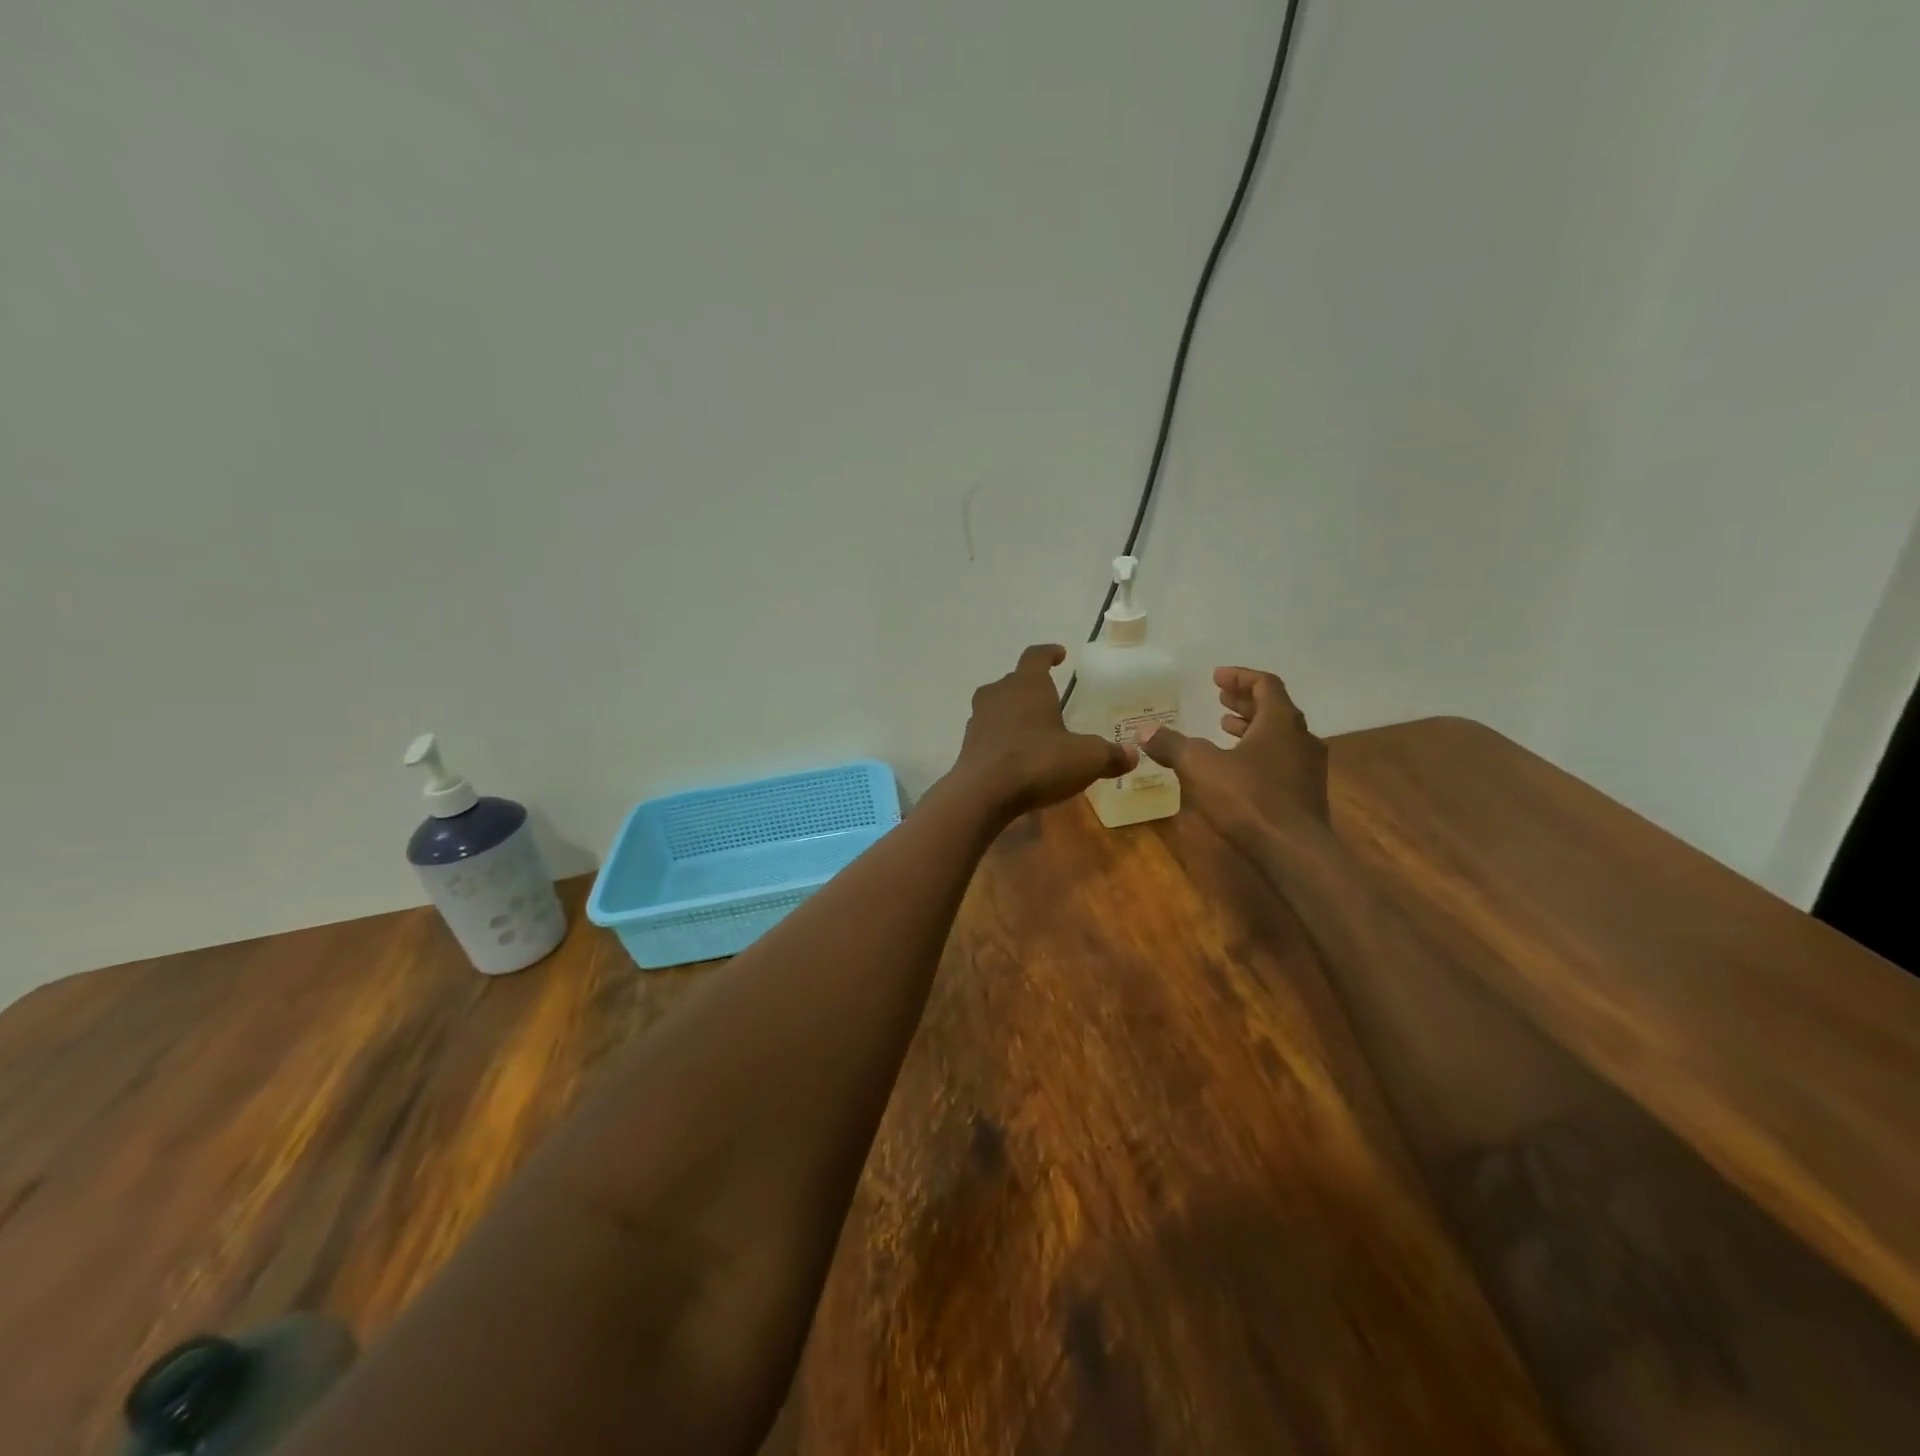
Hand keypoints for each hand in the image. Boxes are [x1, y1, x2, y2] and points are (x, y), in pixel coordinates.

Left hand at [954, 645, 1135, 817]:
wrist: (983, 794)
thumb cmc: (1038, 762)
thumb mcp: (1086, 759)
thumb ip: (1110, 755)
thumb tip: (1133, 754)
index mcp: (1027, 684)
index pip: (1036, 656)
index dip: (1049, 653)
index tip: (1060, 654)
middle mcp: (998, 693)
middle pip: (1015, 681)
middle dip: (1032, 687)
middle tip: (1051, 699)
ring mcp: (978, 719)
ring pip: (998, 706)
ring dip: (1015, 713)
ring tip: (1034, 728)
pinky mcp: (968, 745)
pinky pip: (990, 733)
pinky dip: (1003, 738)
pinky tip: (1017, 755)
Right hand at [1138, 667, 1328, 851]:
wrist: (1293, 851)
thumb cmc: (1248, 798)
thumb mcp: (1199, 766)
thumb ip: (1172, 745)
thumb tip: (1144, 730)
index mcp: (1280, 721)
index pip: (1265, 685)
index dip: (1240, 677)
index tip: (1216, 677)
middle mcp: (1301, 739)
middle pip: (1274, 709)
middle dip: (1244, 702)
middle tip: (1220, 699)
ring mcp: (1308, 769)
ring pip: (1280, 737)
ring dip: (1252, 729)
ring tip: (1225, 729)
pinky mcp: (1306, 795)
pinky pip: (1282, 761)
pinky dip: (1259, 754)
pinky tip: (1238, 769)